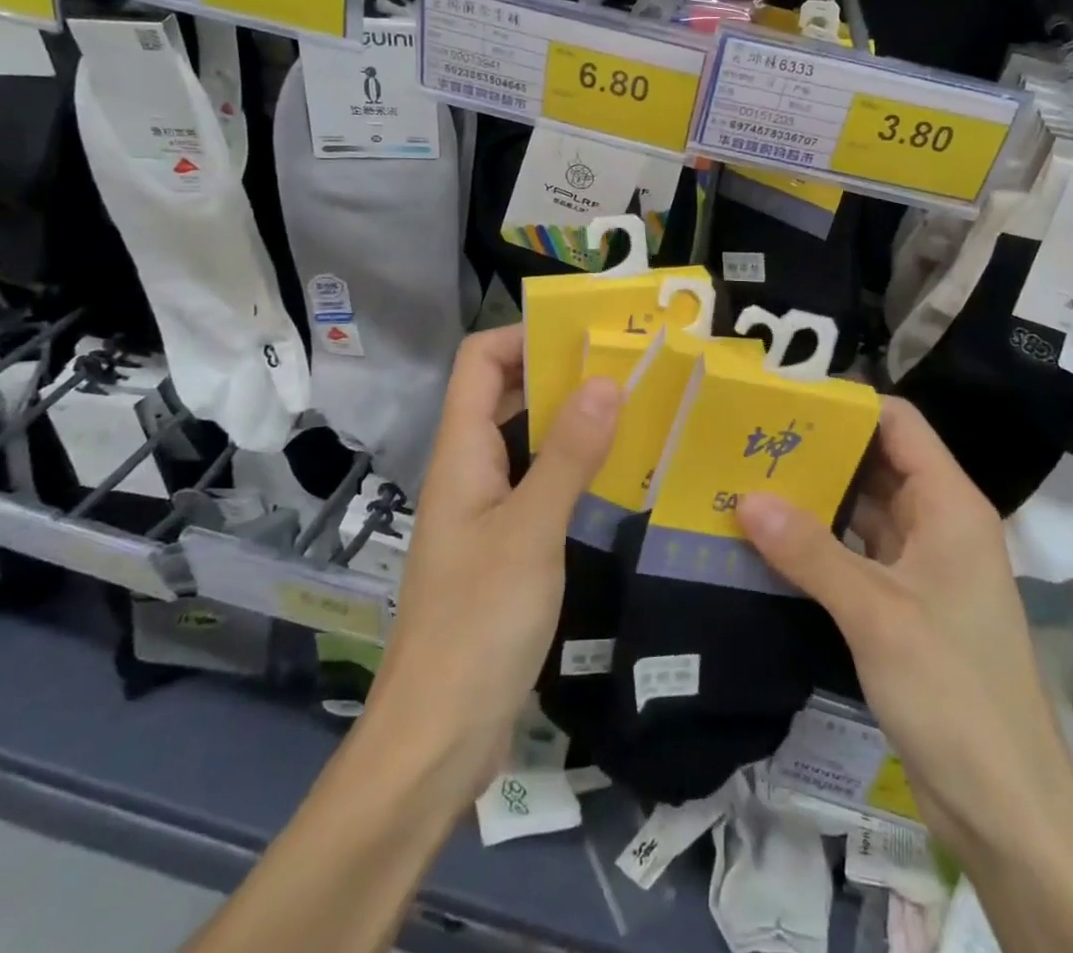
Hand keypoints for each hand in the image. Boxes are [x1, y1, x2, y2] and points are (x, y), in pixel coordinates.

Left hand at [365, 327, 620, 797]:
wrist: (438, 738)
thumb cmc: (478, 623)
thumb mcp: (531, 531)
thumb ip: (568, 454)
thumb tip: (605, 379)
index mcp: (461, 453)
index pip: (479, 361)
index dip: (525, 335)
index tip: (587, 333)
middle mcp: (469, 471)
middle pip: (504, 394)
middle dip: (560, 371)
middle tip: (627, 365)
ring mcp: (486, 511)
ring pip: (526, 440)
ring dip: (572, 419)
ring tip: (635, 407)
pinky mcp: (504, 548)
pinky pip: (539, 484)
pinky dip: (574, 466)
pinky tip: (618, 473)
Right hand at [736, 397, 1072, 856]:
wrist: (1005, 805)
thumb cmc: (953, 689)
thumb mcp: (875, 612)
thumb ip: (809, 551)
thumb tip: (744, 498)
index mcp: (949, 504)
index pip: (899, 423)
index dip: (848, 404)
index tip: (785, 400)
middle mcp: (937, 522)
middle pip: (876, 461)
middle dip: (819, 449)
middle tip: (751, 438)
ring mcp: (921, 564)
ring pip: (862, 508)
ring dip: (814, 496)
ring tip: (749, 477)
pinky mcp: (903, 603)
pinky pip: (855, 552)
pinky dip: (818, 541)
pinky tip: (770, 538)